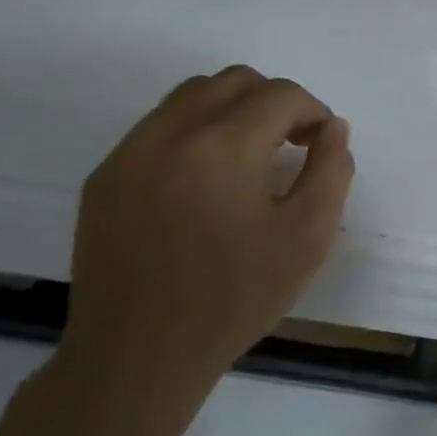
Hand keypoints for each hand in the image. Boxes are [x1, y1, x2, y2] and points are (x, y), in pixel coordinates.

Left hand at [56, 67, 353, 435]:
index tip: (322, 143)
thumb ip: (331, 171)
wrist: (139, 354)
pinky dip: (194, 132)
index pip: (281, 95)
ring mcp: (129, 151)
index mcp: (223, 147)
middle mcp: (170, 132)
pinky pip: (158, 127)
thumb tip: (332, 128)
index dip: (313, 111)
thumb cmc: (235, 298)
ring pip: (191, 96)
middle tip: (292, 143)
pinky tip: (205, 180)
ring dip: (233, 110)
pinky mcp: (104, 175)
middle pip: (234, 81)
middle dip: (275, 101)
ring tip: (250, 157)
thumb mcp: (308, 238)